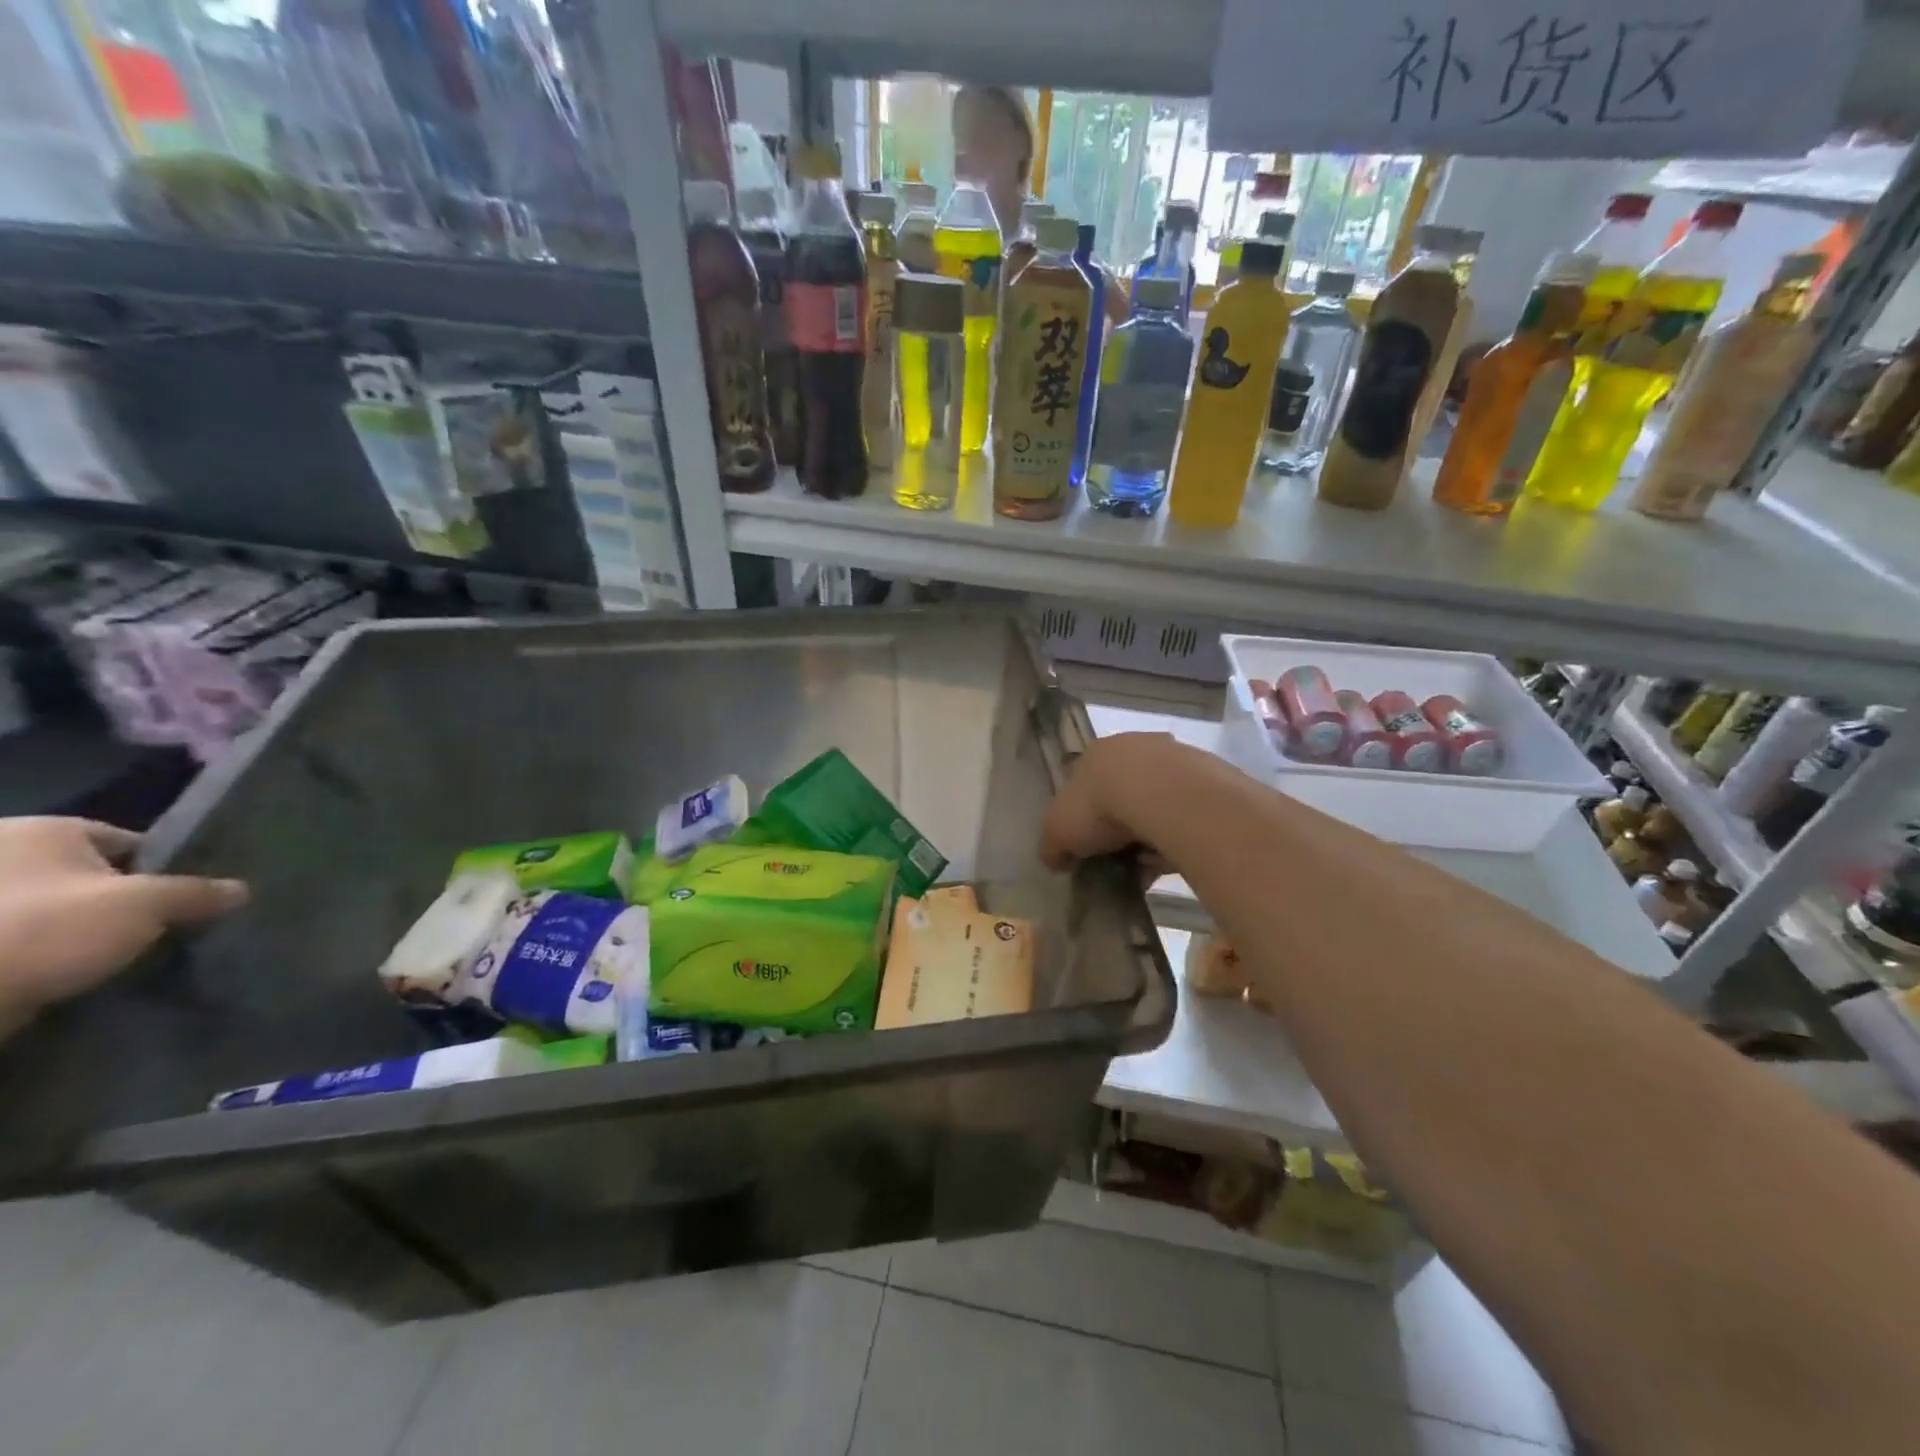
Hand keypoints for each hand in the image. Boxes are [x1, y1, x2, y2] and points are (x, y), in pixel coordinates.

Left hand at [0, 817, 246, 1035]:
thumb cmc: (46, 928)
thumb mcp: (145, 904)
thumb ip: (198, 893)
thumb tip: (241, 890)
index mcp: (42, 830)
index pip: (126, 842)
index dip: (165, 869)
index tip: (188, 900)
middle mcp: (2, 855)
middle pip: (92, 878)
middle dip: (126, 903)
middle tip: (164, 929)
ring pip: (60, 913)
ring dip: (89, 934)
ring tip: (129, 958)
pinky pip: (30, 944)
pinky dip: (54, 958)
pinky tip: (84, 975)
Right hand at [1040, 732, 1187, 874]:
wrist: (1164, 795)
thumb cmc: (1100, 806)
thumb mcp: (1057, 832)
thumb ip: (1053, 846)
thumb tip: (1056, 859)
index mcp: (1095, 754)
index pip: (1083, 785)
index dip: (1083, 818)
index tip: (1086, 848)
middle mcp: (1134, 747)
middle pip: (1123, 792)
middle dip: (1120, 828)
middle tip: (1119, 860)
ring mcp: (1174, 757)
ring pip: (1157, 803)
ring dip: (1150, 835)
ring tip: (1148, 867)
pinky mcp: (1208, 777)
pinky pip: (1186, 814)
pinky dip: (1177, 835)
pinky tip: (1172, 859)